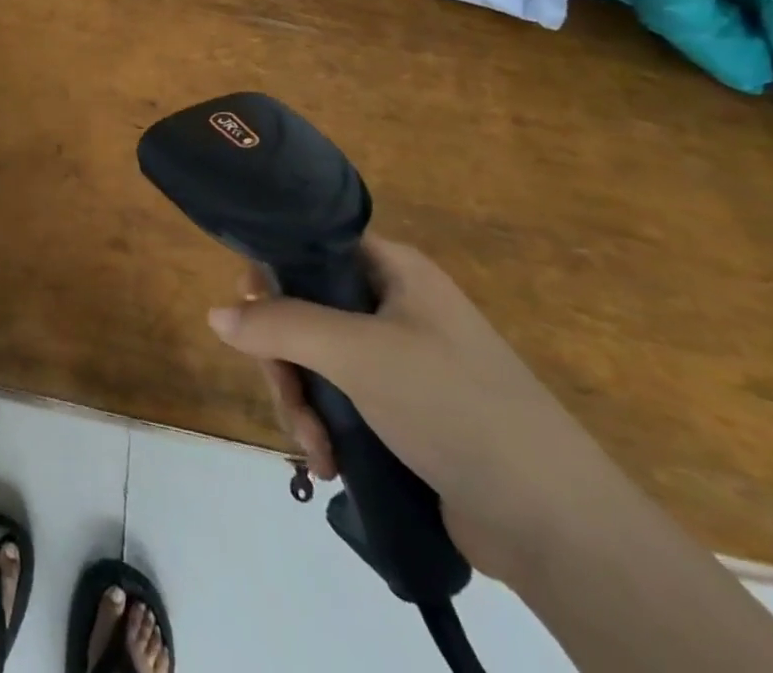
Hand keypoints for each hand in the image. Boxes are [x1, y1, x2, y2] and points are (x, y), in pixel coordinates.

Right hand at [207, 236, 628, 583]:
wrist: (557, 525)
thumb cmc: (453, 406)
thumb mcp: (357, 353)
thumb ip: (280, 325)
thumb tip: (215, 314)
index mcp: (393, 270)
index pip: (310, 248)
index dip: (272, 275)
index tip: (250, 316)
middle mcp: (393, 305)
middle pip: (305, 311)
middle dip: (285, 361)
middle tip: (288, 402)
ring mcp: (399, 361)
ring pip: (317, 361)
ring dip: (302, 403)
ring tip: (314, 450)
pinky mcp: (404, 412)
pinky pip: (340, 401)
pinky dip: (324, 428)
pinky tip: (327, 463)